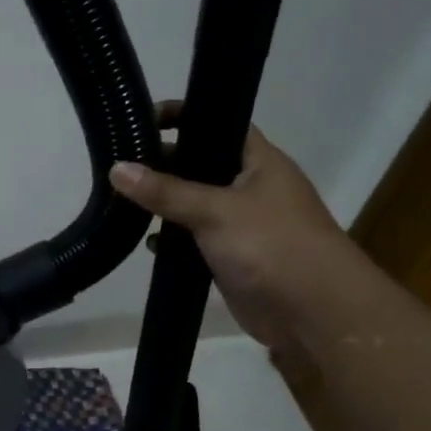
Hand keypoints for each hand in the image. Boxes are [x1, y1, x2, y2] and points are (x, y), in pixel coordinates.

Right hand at [109, 103, 354, 348]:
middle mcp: (250, 187)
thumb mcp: (214, 211)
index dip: (184, 116)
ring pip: (194, 204)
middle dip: (164, 164)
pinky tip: (149, 243)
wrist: (313, 313)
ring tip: (123, 201)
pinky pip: (195, 239)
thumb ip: (165, 191)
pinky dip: (174, 239)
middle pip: (200, 164)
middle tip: (121, 164)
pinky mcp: (231, 257)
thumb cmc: (271, 246)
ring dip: (165, 205)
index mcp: (259, 162)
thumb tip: (116, 168)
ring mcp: (241, 224)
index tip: (143, 120)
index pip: (218, 123)